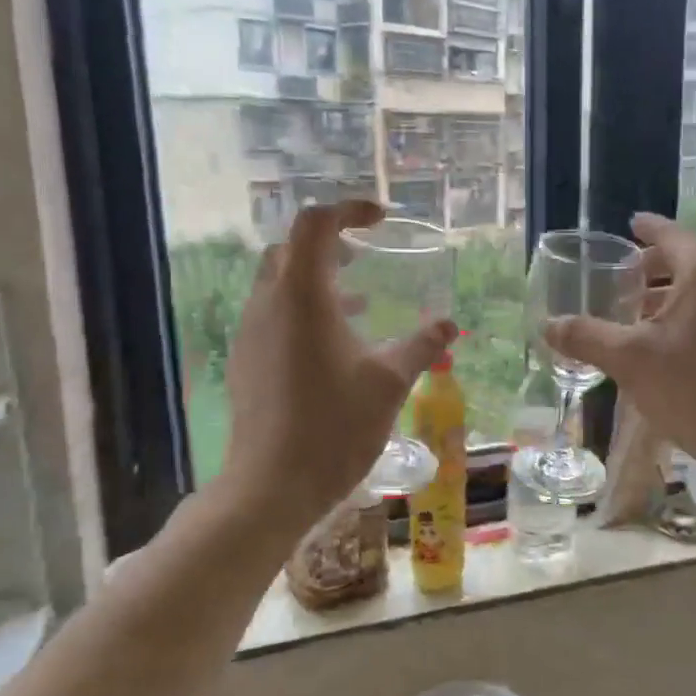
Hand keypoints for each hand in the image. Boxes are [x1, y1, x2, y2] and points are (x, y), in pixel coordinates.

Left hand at [210, 201, 455, 537]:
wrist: (272, 486)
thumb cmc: (335, 426)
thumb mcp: (390, 382)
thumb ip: (421, 346)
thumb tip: (450, 325)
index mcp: (302, 296)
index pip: (315, 224)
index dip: (349, 210)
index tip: (381, 220)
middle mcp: (268, 304)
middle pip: (291, 248)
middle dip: (329, 243)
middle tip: (366, 257)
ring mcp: (250, 333)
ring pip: (278, 283)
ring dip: (317, 280)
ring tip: (360, 303)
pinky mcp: (245, 361)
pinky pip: (273, 315)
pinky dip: (303, 311)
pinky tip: (334, 347)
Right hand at [544, 212, 695, 478]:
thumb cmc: (693, 386)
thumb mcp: (629, 360)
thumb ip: (587, 337)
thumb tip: (549, 325)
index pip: (672, 236)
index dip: (648, 228)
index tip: (631, 223)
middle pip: (687, 262)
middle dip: (652, 268)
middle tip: (621, 276)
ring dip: (666, 297)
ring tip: (633, 314)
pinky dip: (684, 317)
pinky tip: (662, 346)